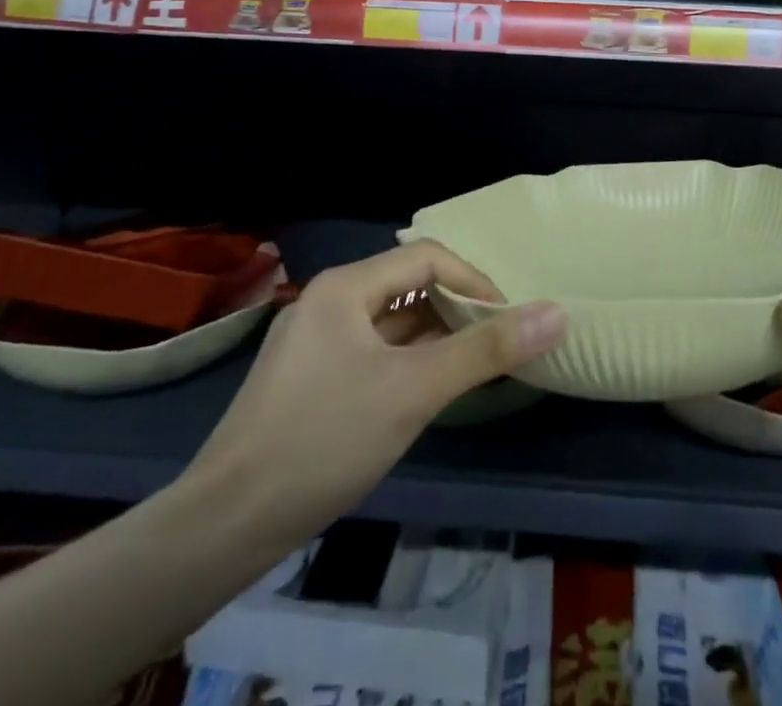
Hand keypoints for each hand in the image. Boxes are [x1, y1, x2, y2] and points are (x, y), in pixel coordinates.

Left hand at [182, 242, 565, 552]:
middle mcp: (327, 300)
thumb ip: (485, 350)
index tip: (507, 320)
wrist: (225, 523)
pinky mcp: (306, 377)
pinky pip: (369, 350)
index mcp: (346, 286)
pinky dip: (403, 361)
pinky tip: (421, 391)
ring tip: (468, 366)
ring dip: (431, 337)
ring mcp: (312, 340)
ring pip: (388, 322)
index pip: (427, 258)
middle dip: (454, 309)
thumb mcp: (415, 391)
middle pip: (407, 286)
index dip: (474, 282)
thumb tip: (556, 312)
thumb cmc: (325, 439)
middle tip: (492, 343)